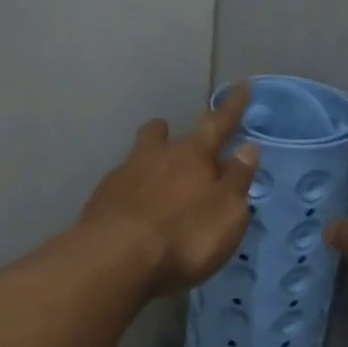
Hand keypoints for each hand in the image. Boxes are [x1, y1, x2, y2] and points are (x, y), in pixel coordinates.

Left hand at [79, 84, 259, 294]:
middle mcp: (155, 156)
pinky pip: (120, 186)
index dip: (232, 107)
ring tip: (154, 176)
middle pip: (161, 134)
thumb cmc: (184, 236)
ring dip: (148, 160)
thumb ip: (237, 179)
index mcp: (192, 155)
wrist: (114, 261)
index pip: (217, 123)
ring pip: (137, 157)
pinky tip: (133, 211)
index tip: (242, 85)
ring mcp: (123, 177)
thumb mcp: (227, 213)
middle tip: (175, 136)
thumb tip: (247, 148)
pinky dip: (130, 192)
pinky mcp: (100, 202)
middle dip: (170, 132)